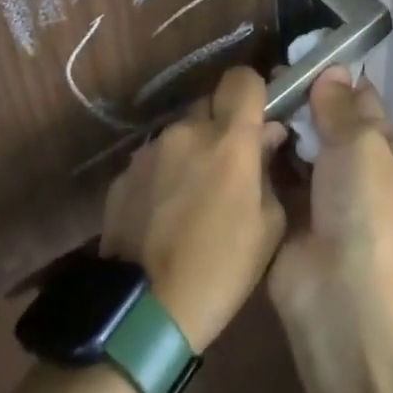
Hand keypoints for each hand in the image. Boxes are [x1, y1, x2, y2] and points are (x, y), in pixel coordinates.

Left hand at [99, 66, 287, 351]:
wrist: (143, 312)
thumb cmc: (220, 269)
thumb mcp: (267, 226)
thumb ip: (269, 170)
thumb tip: (266, 138)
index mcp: (228, 139)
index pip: (242, 79)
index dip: (253, 91)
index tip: (259, 117)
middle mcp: (185, 131)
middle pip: (209, 105)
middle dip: (223, 126)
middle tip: (230, 165)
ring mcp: (149, 151)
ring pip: (181, 134)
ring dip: (192, 152)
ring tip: (194, 198)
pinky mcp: (122, 175)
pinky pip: (155, 160)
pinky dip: (165, 175)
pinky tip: (166, 214)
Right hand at [268, 67, 392, 337]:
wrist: (338, 294)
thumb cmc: (362, 209)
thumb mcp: (360, 145)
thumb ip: (340, 106)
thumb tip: (333, 69)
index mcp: (382, 146)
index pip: (359, 96)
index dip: (332, 74)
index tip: (299, 52)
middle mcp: (351, 162)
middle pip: (322, 116)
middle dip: (297, 97)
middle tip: (265, 76)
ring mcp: (317, 187)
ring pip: (294, 141)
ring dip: (276, 123)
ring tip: (247, 99)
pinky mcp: (286, 208)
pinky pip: (272, 170)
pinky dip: (259, 154)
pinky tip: (236, 133)